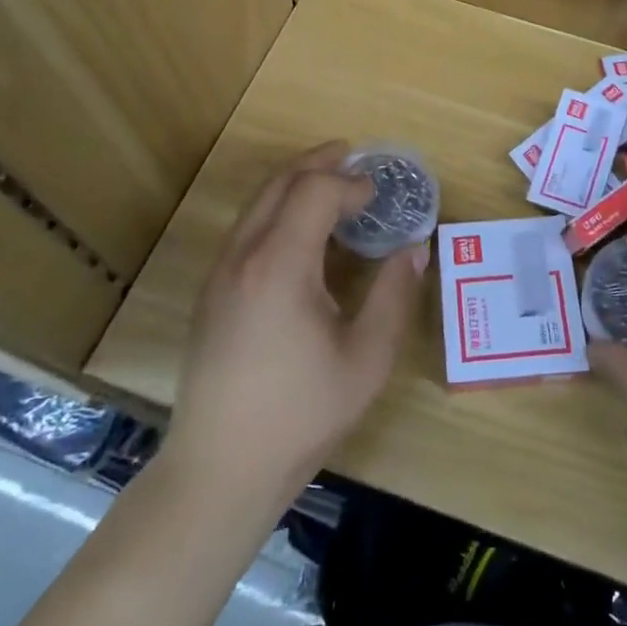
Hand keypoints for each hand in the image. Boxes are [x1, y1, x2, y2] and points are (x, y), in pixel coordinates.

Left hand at [166, 142, 426, 515]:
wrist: (219, 470)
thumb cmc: (300, 415)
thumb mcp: (366, 359)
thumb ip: (394, 295)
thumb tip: (415, 248)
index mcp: (280, 266)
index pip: (314, 192)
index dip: (350, 183)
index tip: (379, 193)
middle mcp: (243, 257)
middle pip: (279, 184)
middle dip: (318, 162)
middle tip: (353, 155)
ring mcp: (220, 274)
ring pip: (257, 204)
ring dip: (295, 183)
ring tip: (330, 183)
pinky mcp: (211, 294)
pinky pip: (247, 229)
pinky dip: (277, 209)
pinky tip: (301, 232)